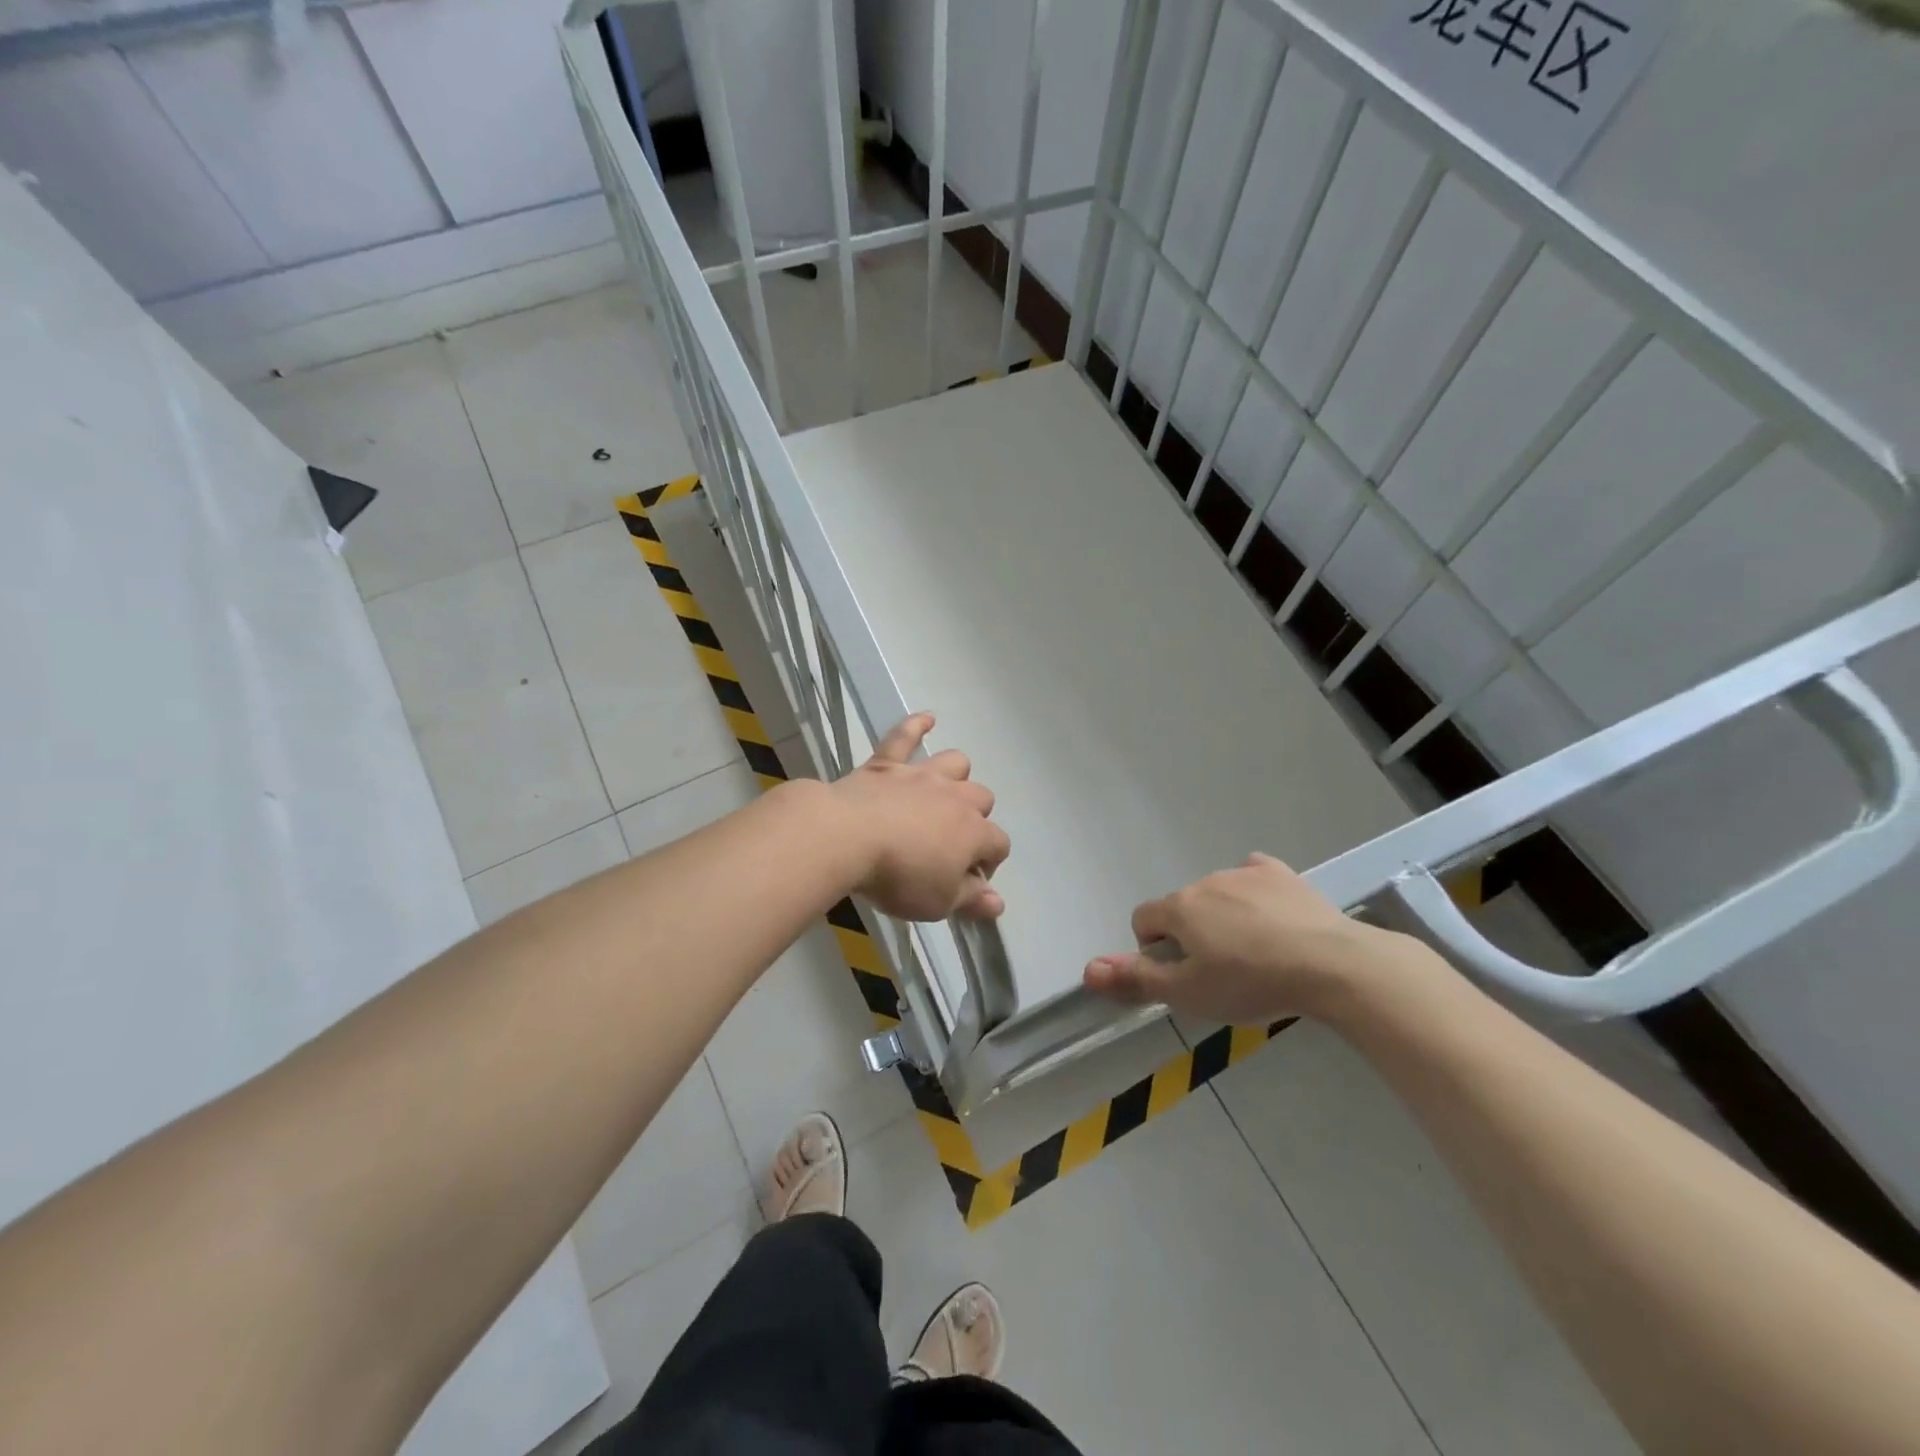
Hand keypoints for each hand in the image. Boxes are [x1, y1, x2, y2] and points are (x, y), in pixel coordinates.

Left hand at [828, 713, 1009, 921]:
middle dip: (976, 819)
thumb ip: (971, 900)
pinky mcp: (886, 764)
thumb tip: (998, 902)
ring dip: (956, 776)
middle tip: (952, 843)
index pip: (999, 844)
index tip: (968, 883)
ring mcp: (921, 775)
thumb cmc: (898, 876)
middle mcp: (955, 797)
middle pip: (982, 799)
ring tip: (945, 792)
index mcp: (973, 832)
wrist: (847, 837)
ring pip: (955, 763)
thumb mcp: (938, 902)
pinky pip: (904, 736)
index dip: (989, 864)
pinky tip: (927, 718)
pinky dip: (916, 725)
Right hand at [1083, 853, 1395, 1023]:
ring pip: (1217, 894)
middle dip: (1191, 934)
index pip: (1143, 919)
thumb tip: (1087, 969)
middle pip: (1182, 907)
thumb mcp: (1188, 993)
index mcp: (1179, 908)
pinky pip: (1253, 876)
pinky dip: (1252, 893)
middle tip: (1220, 972)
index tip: (1181, 975)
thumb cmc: (1251, 983)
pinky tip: (1271, 916)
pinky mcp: (1281, 874)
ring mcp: (1245, 873)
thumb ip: (1135, 979)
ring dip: (1222, 917)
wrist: (1331, 965)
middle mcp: (1205, 881)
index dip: (1153, 949)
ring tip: (1254, 953)